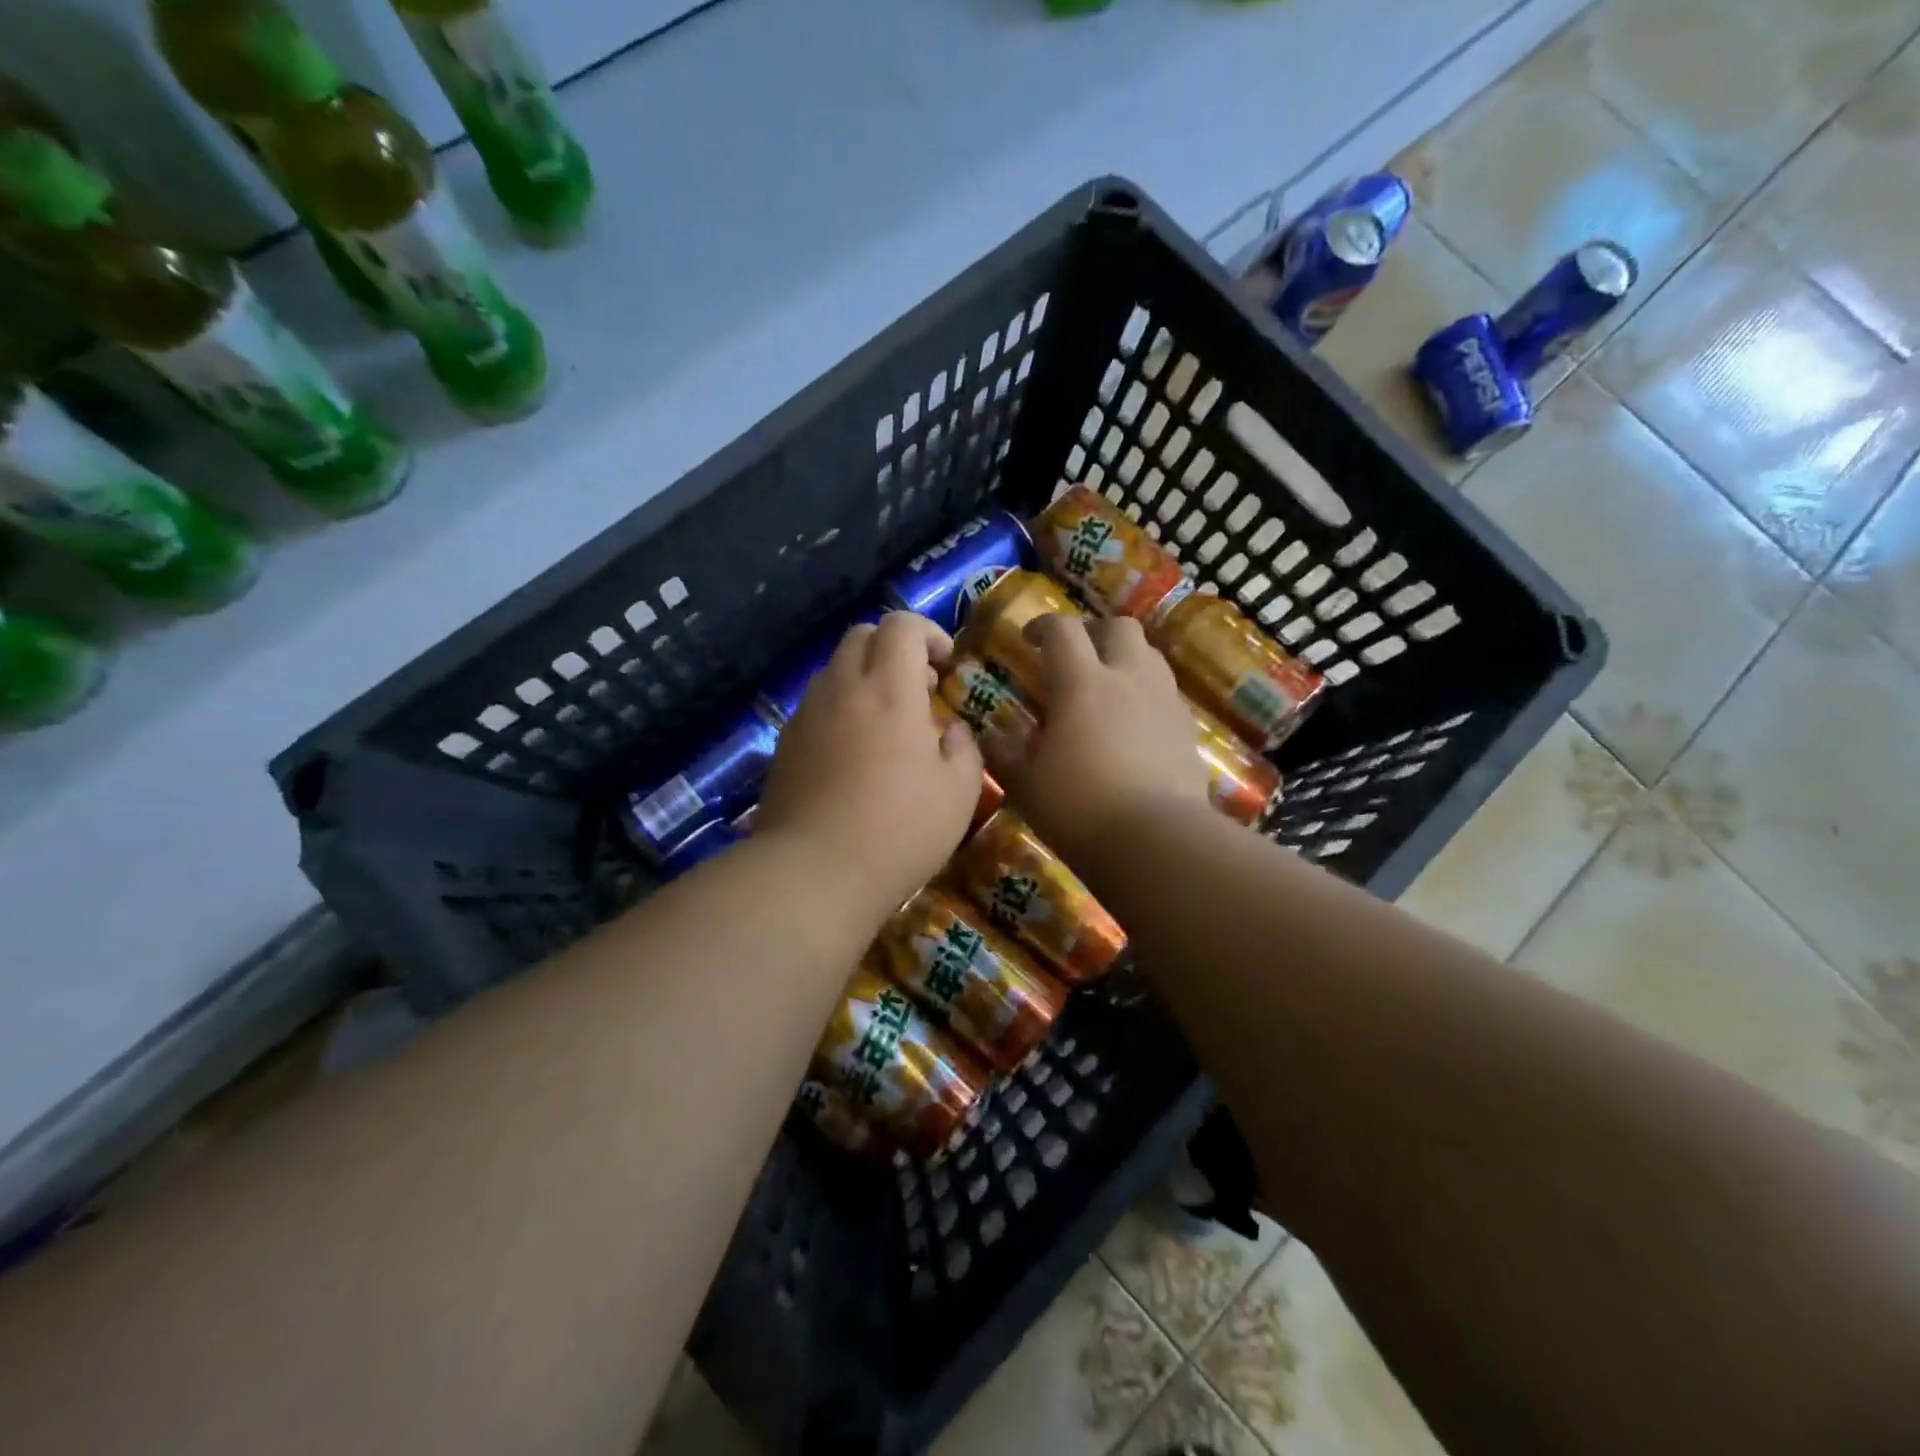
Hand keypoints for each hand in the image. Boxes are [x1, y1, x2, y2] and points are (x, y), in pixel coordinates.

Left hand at [756, 612, 984, 917]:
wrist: (812, 873)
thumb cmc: (898, 830)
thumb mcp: (959, 793)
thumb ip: (963, 748)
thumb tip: (950, 730)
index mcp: (889, 689)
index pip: (901, 624)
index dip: (929, 633)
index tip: (946, 667)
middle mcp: (842, 688)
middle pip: (862, 635)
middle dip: (895, 648)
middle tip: (920, 689)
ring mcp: (807, 714)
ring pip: (835, 668)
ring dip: (865, 677)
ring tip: (888, 722)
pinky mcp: (785, 743)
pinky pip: (816, 704)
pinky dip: (841, 707)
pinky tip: (855, 752)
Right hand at [984, 614, 1209, 860]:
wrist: (1155, 841)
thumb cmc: (1078, 808)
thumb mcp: (1026, 784)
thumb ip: (1005, 753)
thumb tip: (989, 734)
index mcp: (1081, 683)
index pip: (1061, 630)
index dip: (1042, 626)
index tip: (1029, 640)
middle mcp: (1127, 678)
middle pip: (1119, 627)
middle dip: (1094, 632)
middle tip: (1075, 656)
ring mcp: (1164, 701)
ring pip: (1149, 655)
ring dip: (1125, 659)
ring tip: (1107, 686)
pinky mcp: (1187, 728)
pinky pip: (1166, 693)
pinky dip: (1147, 694)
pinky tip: (1134, 725)